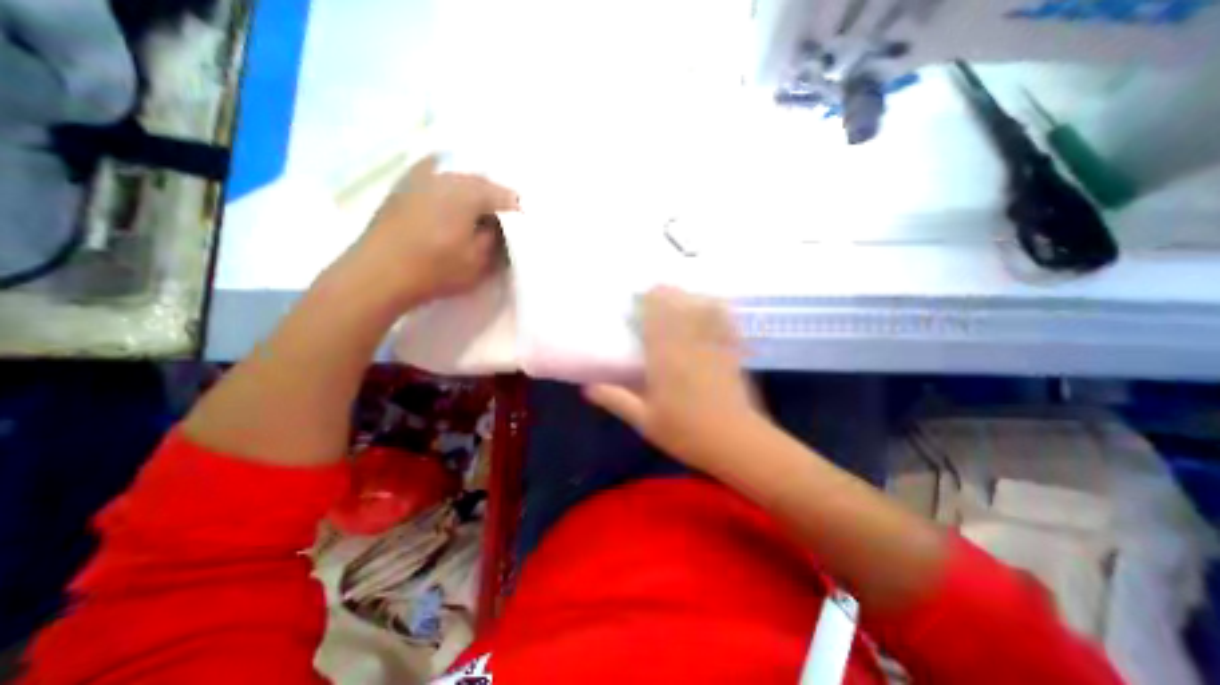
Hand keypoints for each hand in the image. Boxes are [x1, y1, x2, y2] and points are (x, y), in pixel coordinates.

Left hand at [339, 155, 520, 307]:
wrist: (377, 273)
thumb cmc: (435, 269)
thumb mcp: (478, 261)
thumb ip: (496, 239)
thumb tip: (500, 226)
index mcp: (468, 193)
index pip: (505, 196)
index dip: (517, 212)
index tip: (522, 228)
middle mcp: (445, 176)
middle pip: (481, 181)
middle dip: (496, 199)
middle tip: (503, 221)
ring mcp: (420, 177)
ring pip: (458, 178)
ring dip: (472, 192)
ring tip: (477, 213)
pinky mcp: (403, 187)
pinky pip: (435, 178)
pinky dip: (449, 187)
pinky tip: (449, 201)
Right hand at [581, 286, 758, 474]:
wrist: (735, 442)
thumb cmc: (685, 433)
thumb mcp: (644, 420)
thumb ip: (616, 399)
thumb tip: (587, 388)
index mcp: (664, 356)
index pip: (654, 313)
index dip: (645, 300)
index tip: (636, 302)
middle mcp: (688, 342)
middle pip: (677, 301)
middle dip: (663, 295)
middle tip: (652, 304)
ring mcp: (713, 342)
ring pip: (700, 304)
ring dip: (686, 298)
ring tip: (677, 304)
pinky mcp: (732, 349)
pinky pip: (724, 318)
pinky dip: (714, 308)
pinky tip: (708, 308)